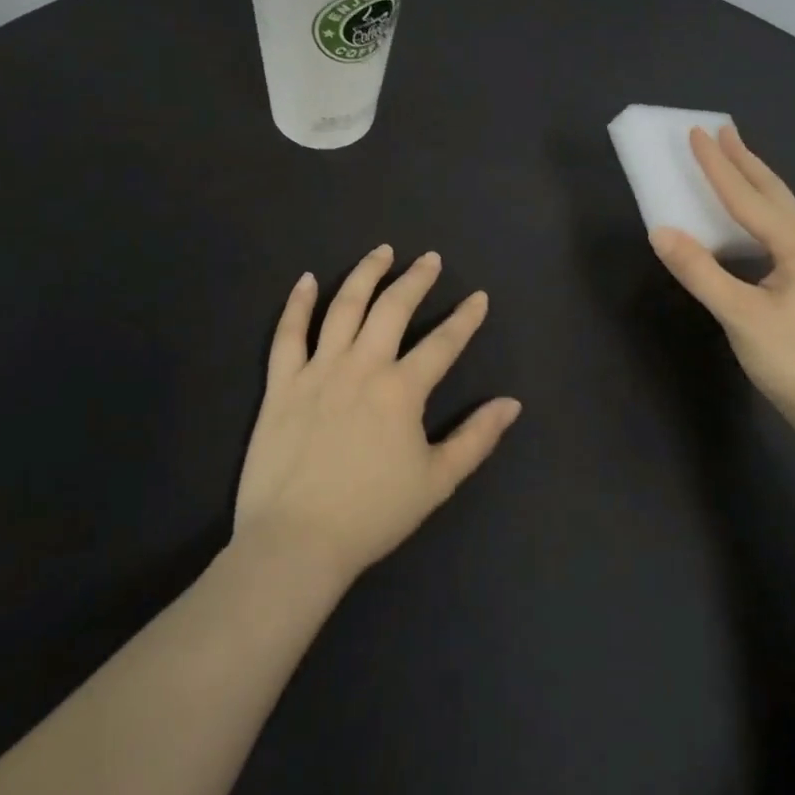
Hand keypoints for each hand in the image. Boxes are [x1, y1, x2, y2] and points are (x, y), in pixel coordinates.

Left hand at [233, 246, 520, 583]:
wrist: (296, 543)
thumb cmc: (372, 514)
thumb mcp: (437, 480)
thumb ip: (477, 438)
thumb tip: (512, 403)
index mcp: (402, 390)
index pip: (443, 342)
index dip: (465, 318)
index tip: (478, 297)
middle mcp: (362, 367)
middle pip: (393, 308)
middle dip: (416, 279)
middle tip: (430, 258)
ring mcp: (318, 371)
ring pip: (344, 308)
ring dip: (365, 274)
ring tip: (381, 252)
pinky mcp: (282, 384)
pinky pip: (288, 334)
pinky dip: (298, 304)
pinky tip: (307, 280)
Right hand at [649, 125, 794, 443]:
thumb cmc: (793, 360)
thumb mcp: (740, 315)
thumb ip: (700, 271)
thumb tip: (661, 230)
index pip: (746, 196)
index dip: (717, 165)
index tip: (696, 133)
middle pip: (773, 193)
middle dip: (746, 161)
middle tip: (725, 131)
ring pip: (782, 211)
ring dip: (757, 184)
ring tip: (739, 165)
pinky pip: (782, 231)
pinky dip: (763, 212)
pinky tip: (757, 224)